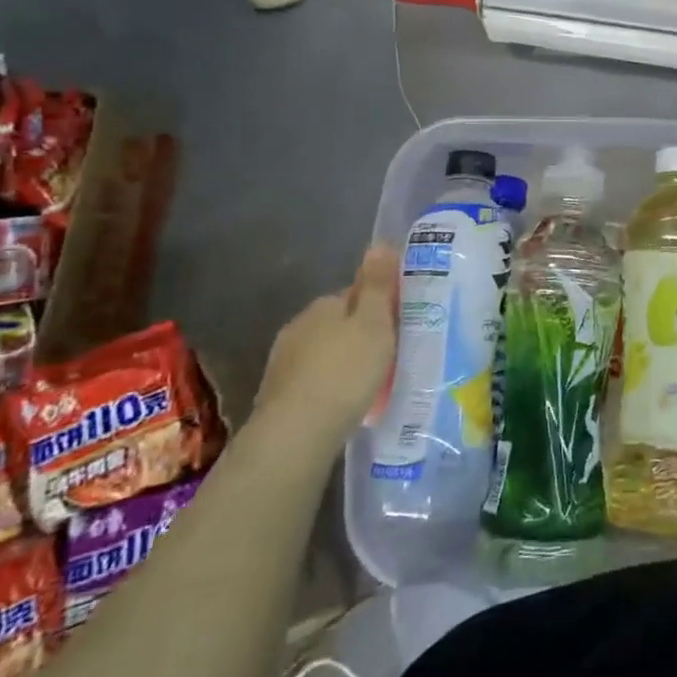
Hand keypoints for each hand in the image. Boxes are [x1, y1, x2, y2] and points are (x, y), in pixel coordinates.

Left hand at [254, 246, 398, 449]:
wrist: (296, 434)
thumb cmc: (345, 372)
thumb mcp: (374, 323)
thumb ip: (377, 285)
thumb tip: (380, 242)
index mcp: (324, 305)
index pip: (355, 295)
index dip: (379, 307)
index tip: (398, 325)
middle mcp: (298, 327)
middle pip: (338, 323)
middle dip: (360, 335)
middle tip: (389, 356)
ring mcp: (283, 362)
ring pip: (324, 353)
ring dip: (344, 362)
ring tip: (370, 384)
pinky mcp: (277, 396)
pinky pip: (314, 381)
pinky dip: (330, 387)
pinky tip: (344, 404)